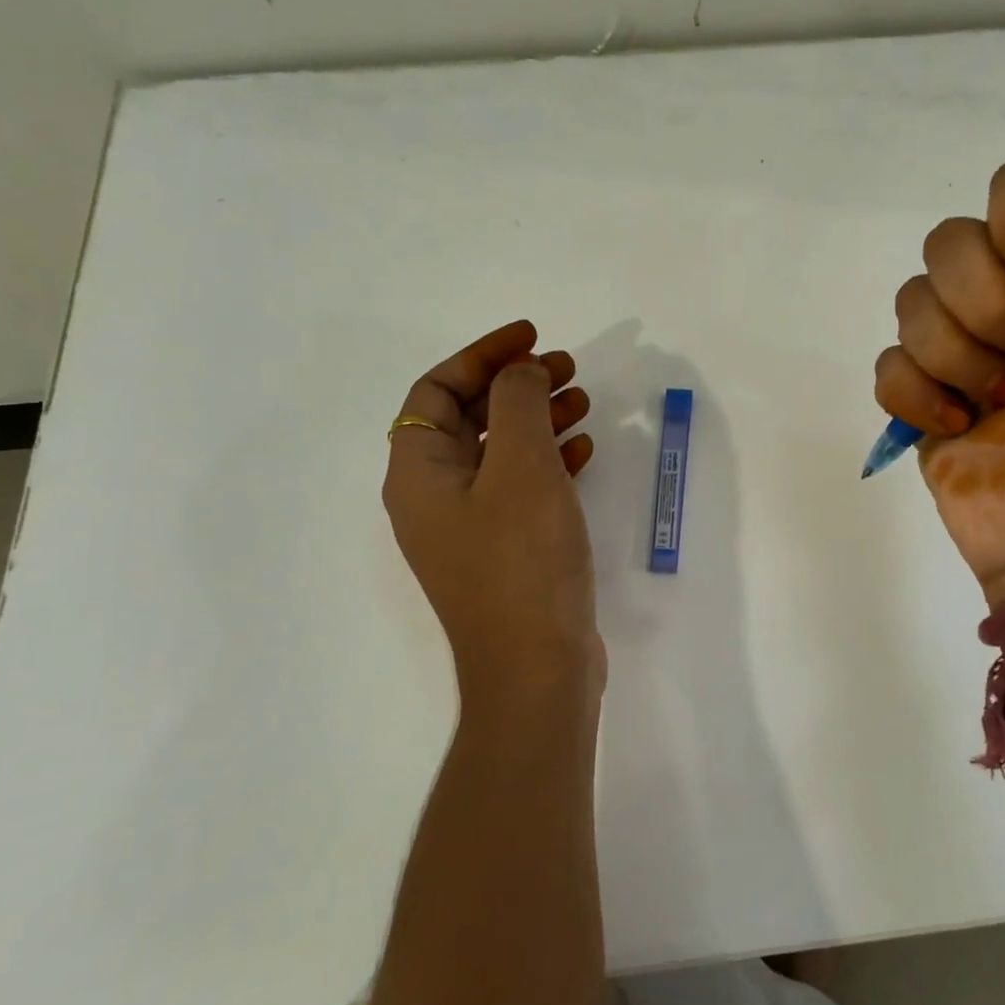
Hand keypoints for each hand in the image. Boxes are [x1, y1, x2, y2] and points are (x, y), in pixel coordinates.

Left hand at [383, 320, 602, 713]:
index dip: (483, 354)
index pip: (438, 390)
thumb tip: (519, 371)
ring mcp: (470, 526)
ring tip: (584, 401)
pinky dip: (550, 460)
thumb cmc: (522, 559)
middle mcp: (435, 495)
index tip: (532, 337)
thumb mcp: (521, 466)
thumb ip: (518, 403)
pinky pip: (522, 486)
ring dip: (539, 419)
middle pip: (471, 417)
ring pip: (501, 451)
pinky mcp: (504, 549)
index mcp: (419, 472)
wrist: (536, 668)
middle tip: (568, 367)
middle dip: (517, 384)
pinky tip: (586, 450)